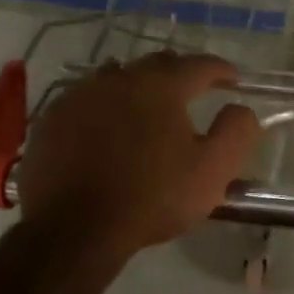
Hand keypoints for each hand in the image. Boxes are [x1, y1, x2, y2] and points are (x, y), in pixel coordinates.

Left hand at [17, 52, 260, 255]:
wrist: (74, 229)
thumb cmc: (152, 197)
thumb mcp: (213, 170)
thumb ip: (236, 131)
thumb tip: (241, 108)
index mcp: (160, 86)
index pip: (199, 65)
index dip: (221, 70)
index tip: (234, 80)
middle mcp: (118, 79)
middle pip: (156, 64)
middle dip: (179, 74)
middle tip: (193, 93)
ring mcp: (79, 96)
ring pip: (116, 78)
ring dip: (138, 87)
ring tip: (148, 108)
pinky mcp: (52, 120)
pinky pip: (86, 100)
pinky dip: (104, 107)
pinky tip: (107, 129)